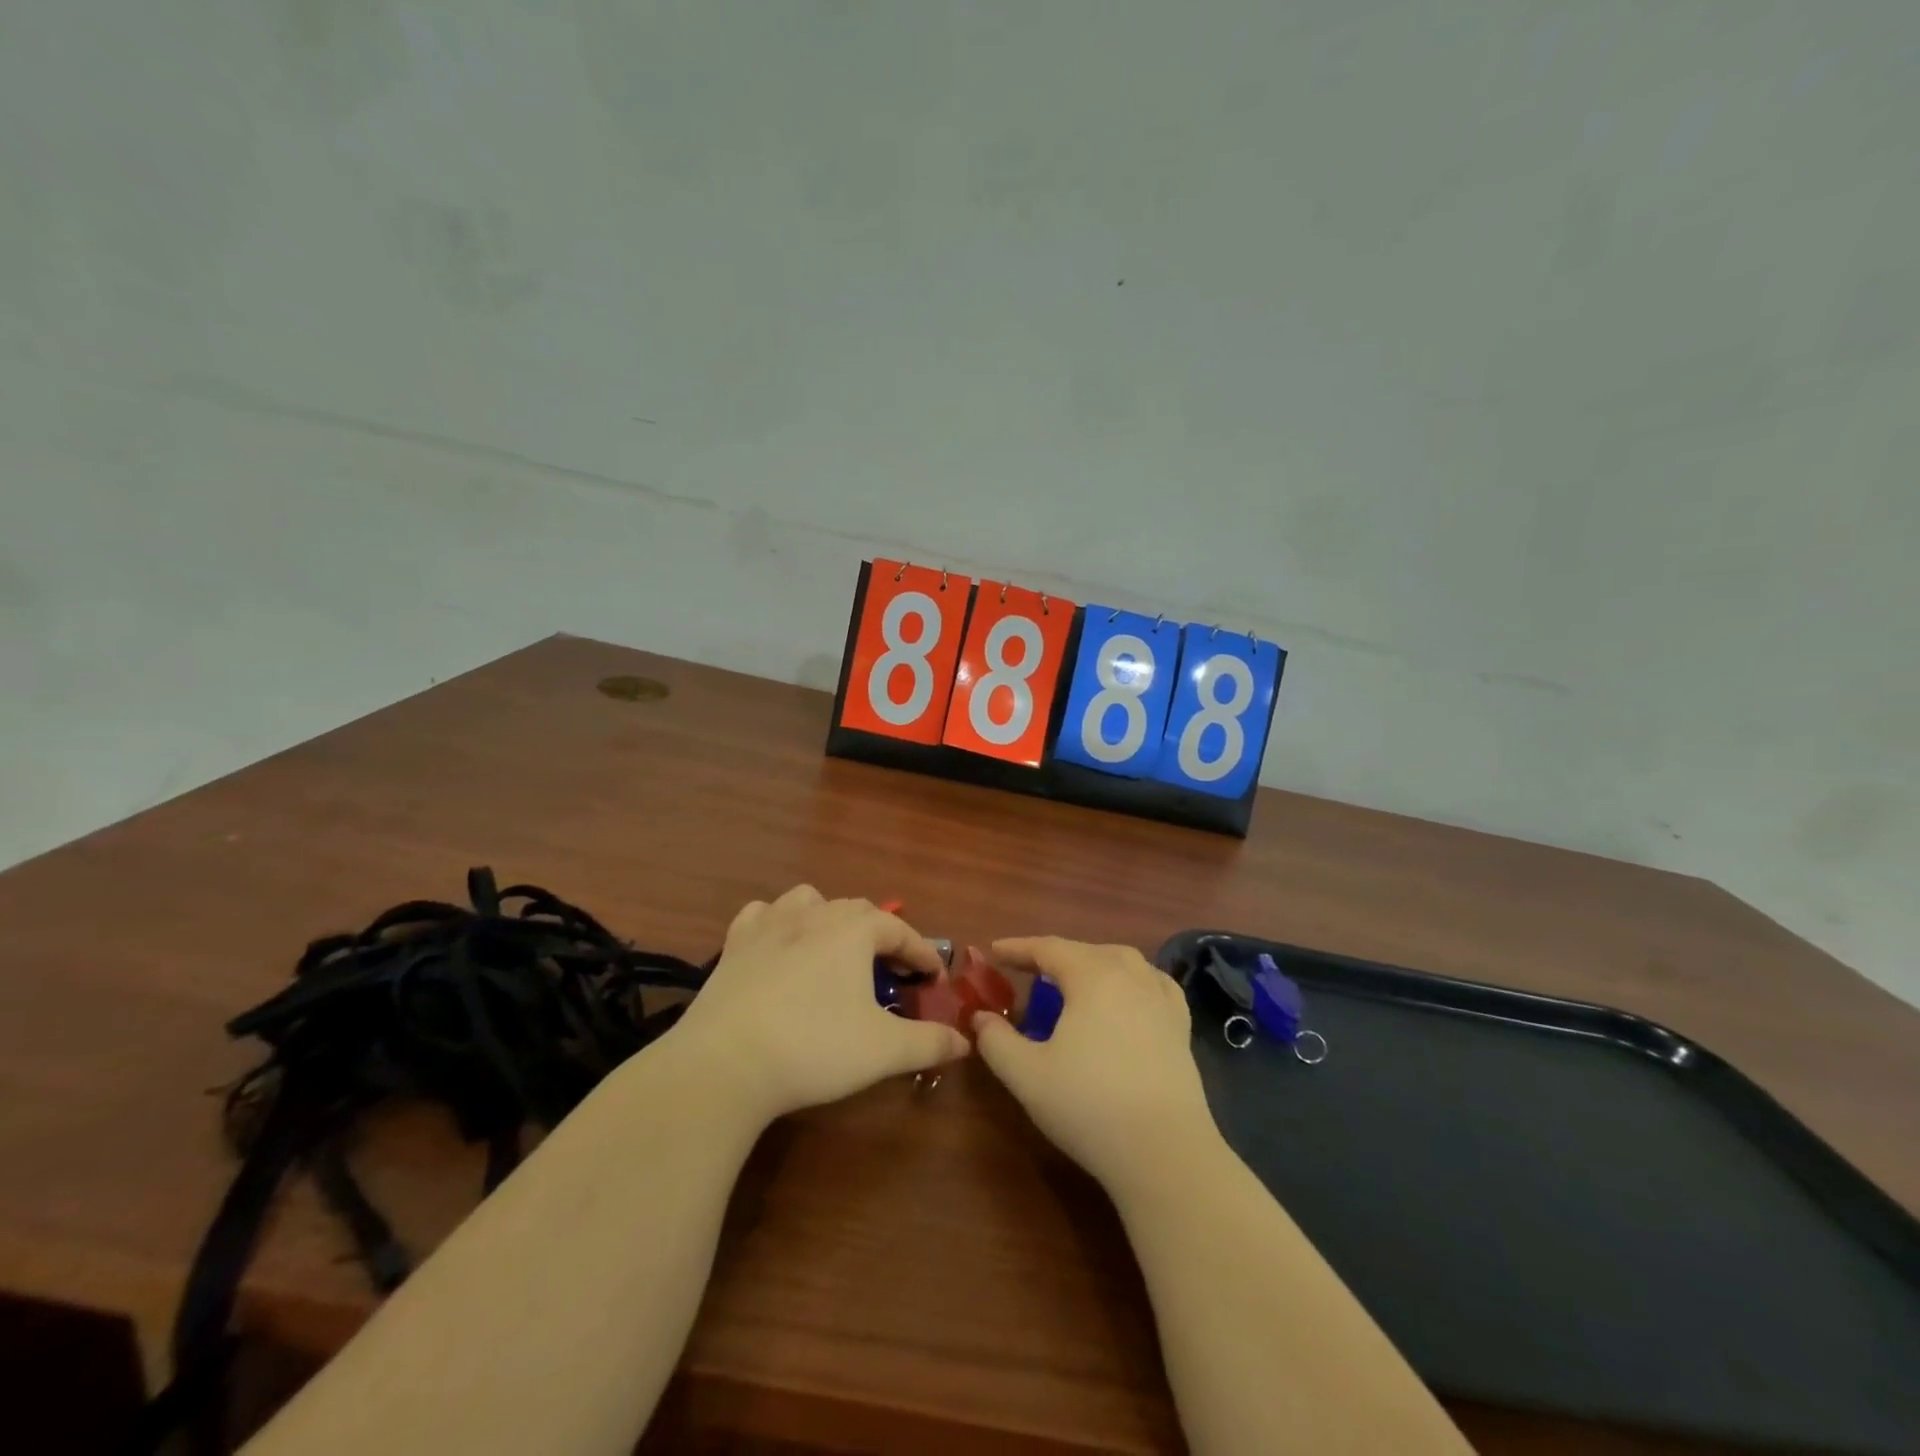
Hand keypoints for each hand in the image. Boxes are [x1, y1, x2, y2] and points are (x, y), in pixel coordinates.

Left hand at [669, 885, 968, 1121]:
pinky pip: (762, 915)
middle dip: (881, 937)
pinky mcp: (734, 944)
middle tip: (890, 972)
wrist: (725, 1063)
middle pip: (859, 911)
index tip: (935, 978)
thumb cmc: (814, 1048)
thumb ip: (929, 1042)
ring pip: (809, 901)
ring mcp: (770, 924)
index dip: (923, 954)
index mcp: (854, 930)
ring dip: (830, 919)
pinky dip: (777, 923)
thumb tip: (965, 1042)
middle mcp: (814, 914)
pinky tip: (779, 945)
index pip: (901, 932)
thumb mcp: (883, 1050)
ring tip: (835, 950)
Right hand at [973, 937, 1216, 1193]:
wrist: (1165, 1153)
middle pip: (1086, 951)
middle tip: (1028, 969)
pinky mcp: (1181, 1027)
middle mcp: (1130, 976)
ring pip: (1124, 962)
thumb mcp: (1026, 1075)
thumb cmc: (1089, 1106)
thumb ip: (996, 1041)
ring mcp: (1161, 999)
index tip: (994, 950)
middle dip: (1054, 955)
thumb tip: (980, 1018)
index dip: (1018, 948)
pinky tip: (1129, 995)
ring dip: (1094, 963)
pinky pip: (1154, 984)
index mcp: (1092, 976)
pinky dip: (1133, 979)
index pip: (1049, 948)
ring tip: (1075, 979)